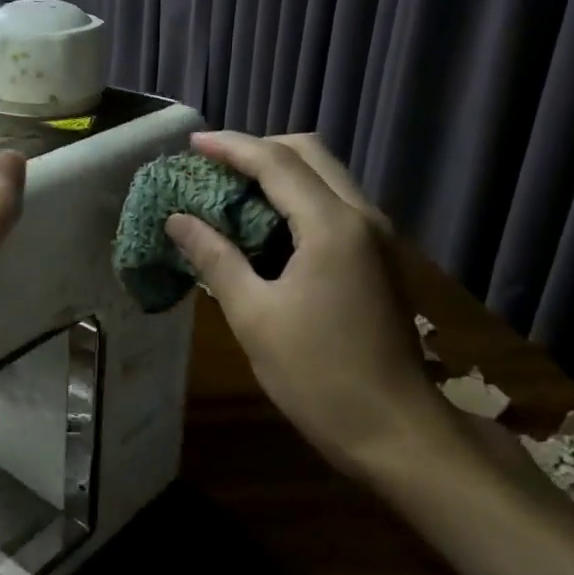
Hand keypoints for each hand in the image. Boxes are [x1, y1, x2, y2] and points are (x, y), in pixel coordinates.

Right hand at [165, 131, 441, 476]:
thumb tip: (177, 219)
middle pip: (309, 153)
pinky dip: (297, 197)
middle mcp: (362, 217)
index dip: (230, 146)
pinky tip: (265, 224)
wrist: (396, 431)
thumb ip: (214, 257)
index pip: (276, 161)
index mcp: (332, 226)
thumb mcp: (253, 316)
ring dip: (279, 172)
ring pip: (326, 176)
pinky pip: (334, 203)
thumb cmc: (318, 375)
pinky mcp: (379, 258)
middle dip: (258, 150)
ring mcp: (377, 237)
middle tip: (212, 167)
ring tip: (231, 190)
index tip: (191, 143)